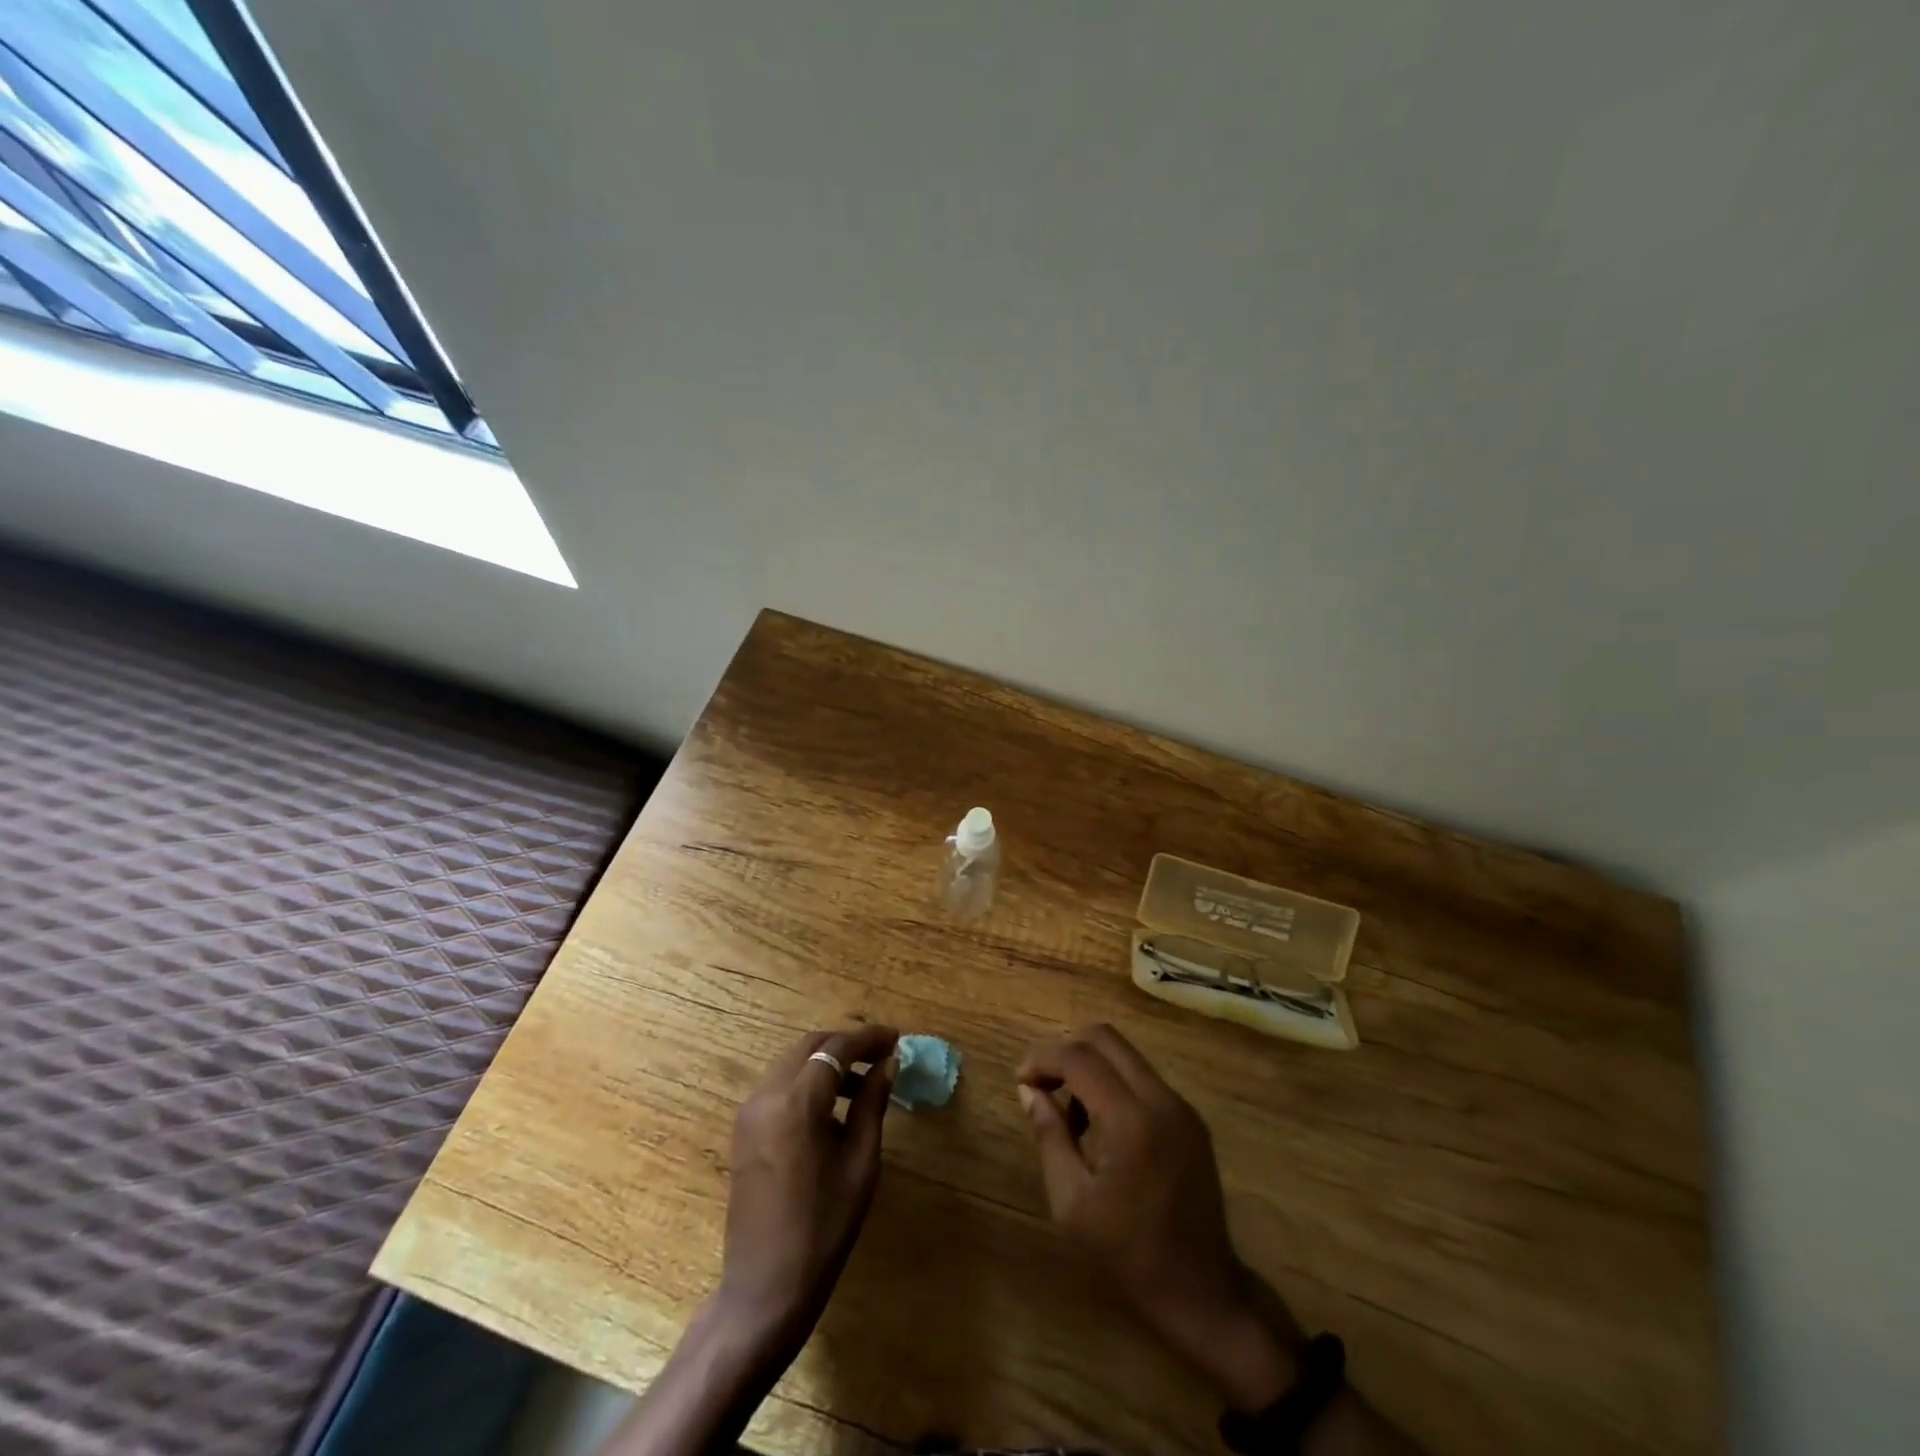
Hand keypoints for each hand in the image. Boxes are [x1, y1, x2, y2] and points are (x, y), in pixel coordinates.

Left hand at [716, 1024, 897, 1360]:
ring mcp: (750, 1112)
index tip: (896, 1039)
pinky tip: (833, 1107)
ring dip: (827, 1062)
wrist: (765, 1288)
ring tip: (864, 1083)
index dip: (868, 1039)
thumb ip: (872, 1104)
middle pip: (810, 1047)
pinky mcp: (744, 1130)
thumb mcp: (860, 1163)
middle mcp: (766, 1096)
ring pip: (793, 1063)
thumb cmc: (823, 1228)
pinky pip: (780, 1086)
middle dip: (846, 1044)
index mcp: (796, 1103)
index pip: (836, 1048)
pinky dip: (808, 1082)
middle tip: (882, 1054)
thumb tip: (888, 1063)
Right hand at [1017, 1024, 1301, 1411]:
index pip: (1079, 1058)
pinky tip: (1100, 1126)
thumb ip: (1049, 1136)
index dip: (1042, 1059)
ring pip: (1125, 1054)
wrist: (1203, 1296)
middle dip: (1065, 1050)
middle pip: (1105, 1038)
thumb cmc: (1128, 1256)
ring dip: (1089, 1066)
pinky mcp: (1191, 1119)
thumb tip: (1029, 1090)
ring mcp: (1181, 1107)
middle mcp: (1161, 1099)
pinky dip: (1113, 1083)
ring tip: (1069, 1114)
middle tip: (1041, 1084)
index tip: (1020, 1081)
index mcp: (1132, 1120)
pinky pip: (1142, 1078)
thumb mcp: (1072, 1203)